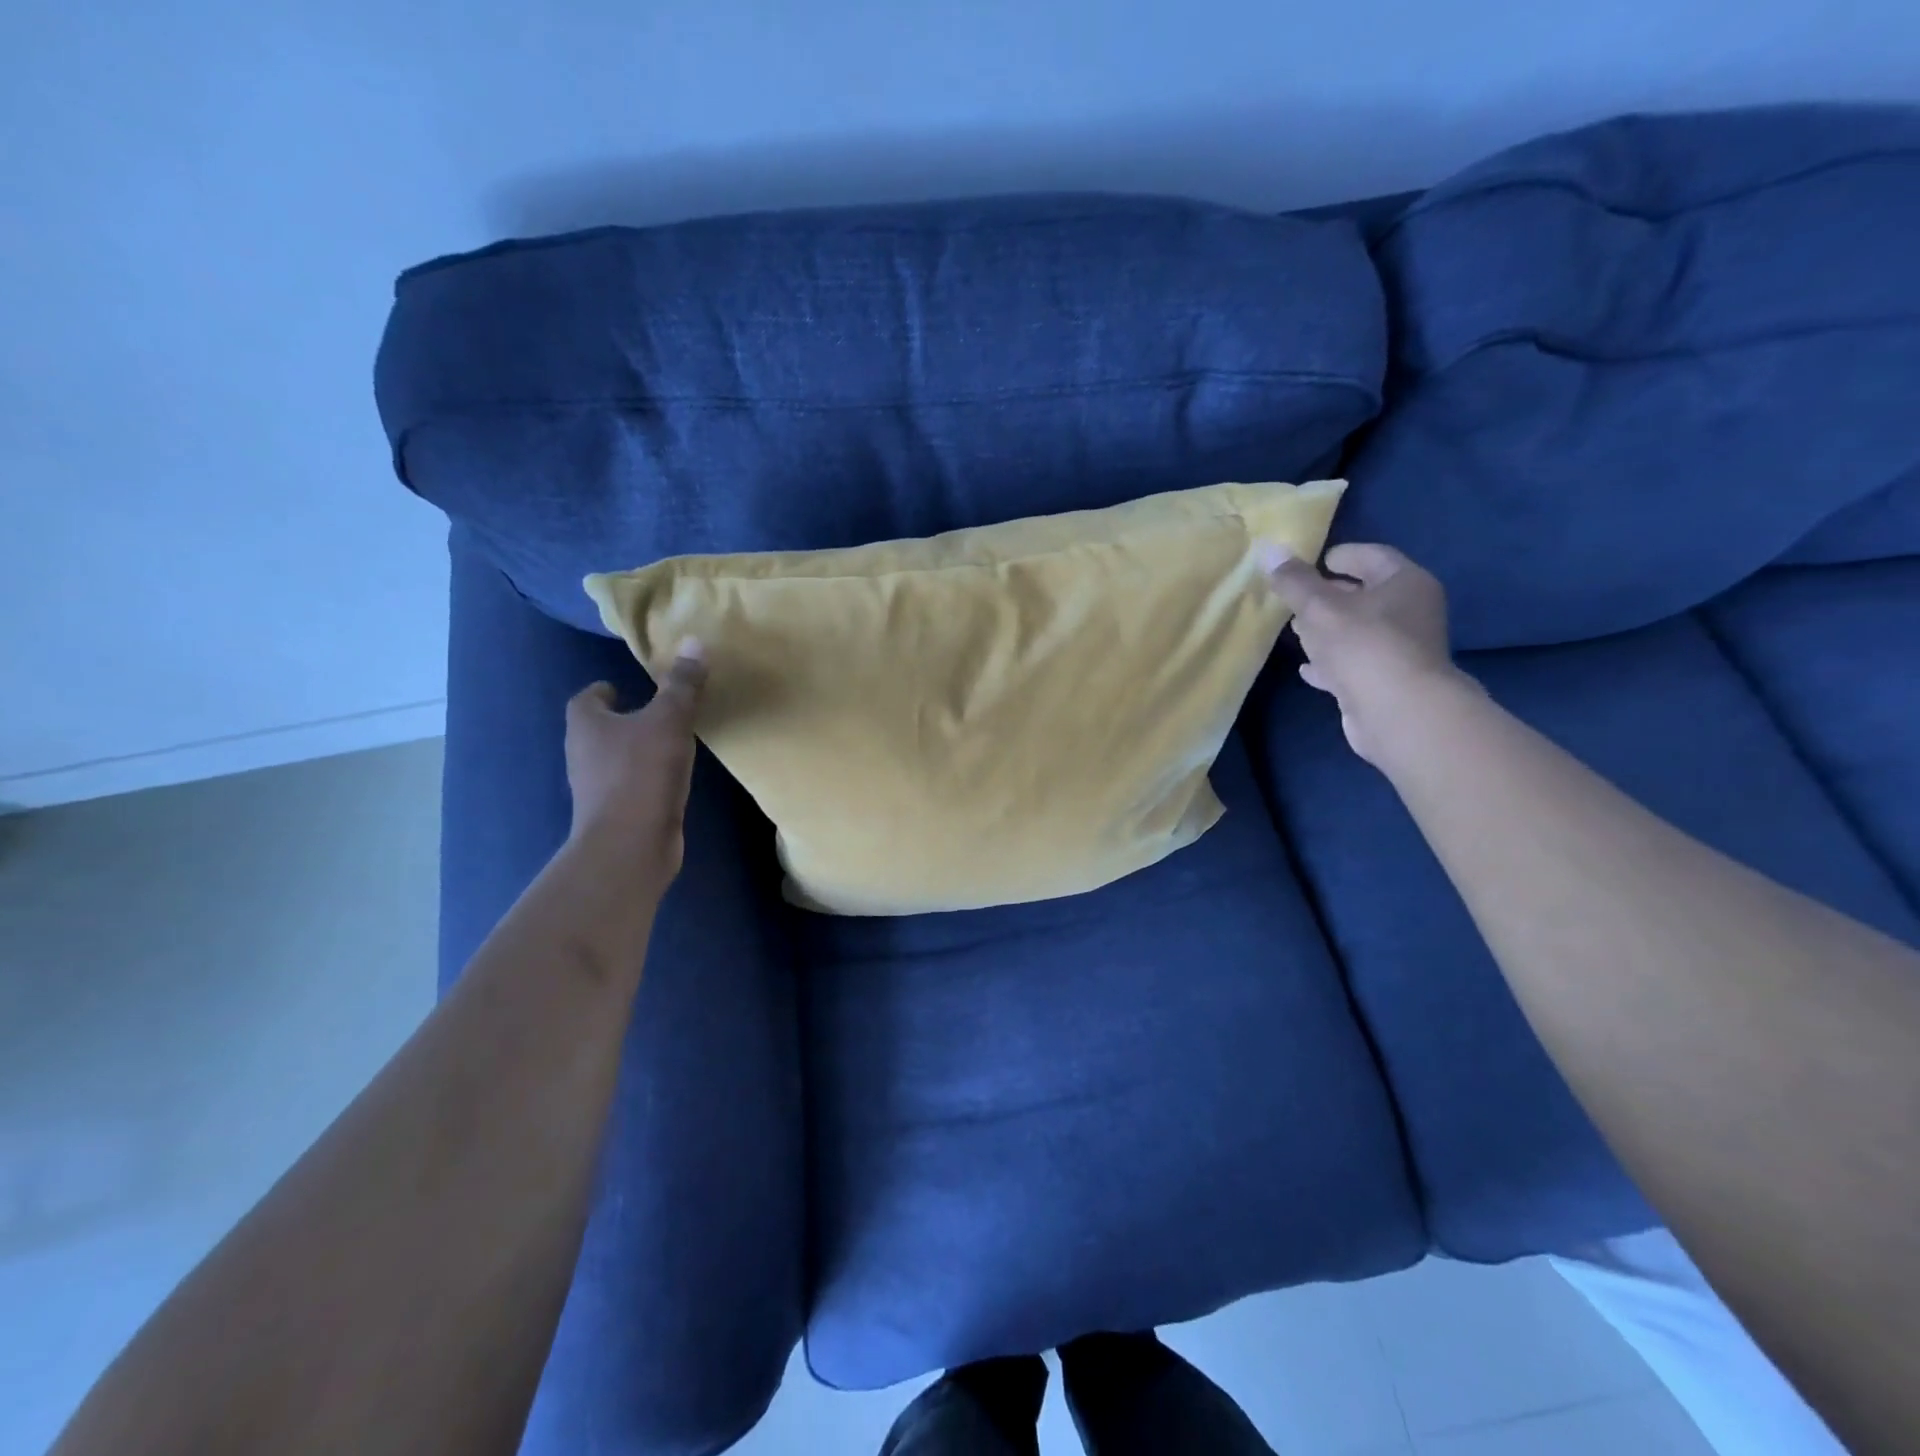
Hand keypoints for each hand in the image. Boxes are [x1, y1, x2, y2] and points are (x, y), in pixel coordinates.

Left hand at [563, 639, 707, 879]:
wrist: (630, 844)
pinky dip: (646, 778)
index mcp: (586, 724)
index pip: (587, 698)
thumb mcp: (670, 720)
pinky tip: (672, 778)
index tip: (627, 688)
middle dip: (624, 720)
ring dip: (636, 750)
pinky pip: (630, 784)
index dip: (604, 691)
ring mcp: (596, 787)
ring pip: (614, 758)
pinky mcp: (615, 812)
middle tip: (658, 711)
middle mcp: (583, 753)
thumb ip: (682, 685)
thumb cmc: (642, 772)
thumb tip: (694, 641)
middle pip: (599, 728)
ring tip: (671, 743)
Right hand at [1258, 542, 1473, 764]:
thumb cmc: (1363, 646)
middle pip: (1366, 594)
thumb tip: (1269, 549)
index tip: (1312, 561)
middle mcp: (1411, 612)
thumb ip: (1294, 581)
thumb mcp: (1319, 607)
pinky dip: (1331, 662)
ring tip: (1295, 631)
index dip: (1341, 555)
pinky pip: (1354, 664)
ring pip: (1358, 631)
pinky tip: (1306, 668)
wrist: (1398, 713)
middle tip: (1295, 597)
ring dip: (1327, 630)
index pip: (1373, 556)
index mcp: (1405, 583)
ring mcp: (1401, 650)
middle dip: (1330, 595)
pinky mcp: (1387, 682)